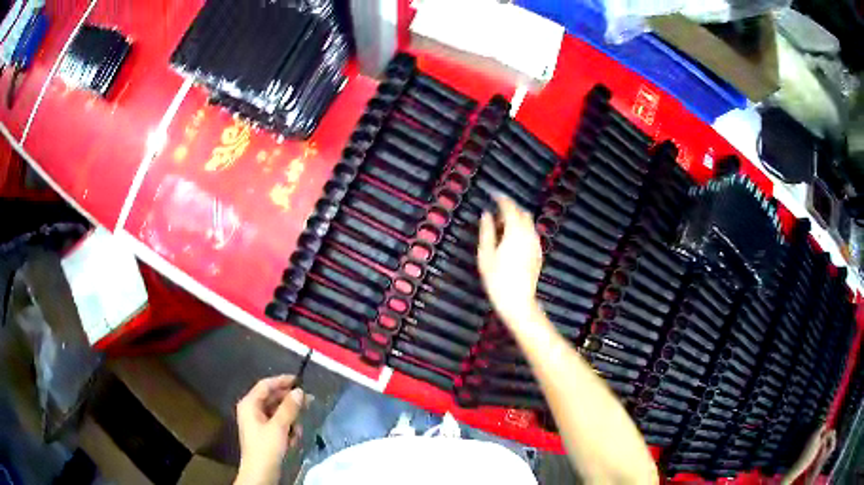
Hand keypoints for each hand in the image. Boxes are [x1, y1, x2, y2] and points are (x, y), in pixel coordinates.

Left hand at [235, 375, 308, 484]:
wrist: (260, 473)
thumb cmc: (266, 447)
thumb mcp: (279, 426)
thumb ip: (289, 407)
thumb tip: (299, 391)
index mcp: (249, 404)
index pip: (265, 385)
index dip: (282, 381)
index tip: (300, 380)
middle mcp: (252, 410)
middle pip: (273, 399)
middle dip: (290, 404)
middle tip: (309, 402)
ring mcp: (258, 422)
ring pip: (278, 413)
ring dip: (290, 420)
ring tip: (297, 432)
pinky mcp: (265, 434)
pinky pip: (278, 424)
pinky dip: (287, 430)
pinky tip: (292, 440)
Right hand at [477, 195, 543, 330]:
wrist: (517, 301)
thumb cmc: (497, 279)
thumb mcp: (485, 254)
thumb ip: (486, 231)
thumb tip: (486, 214)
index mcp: (515, 231)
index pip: (510, 207)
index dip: (501, 199)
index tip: (493, 194)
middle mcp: (529, 234)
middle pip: (522, 213)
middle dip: (510, 209)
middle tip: (495, 215)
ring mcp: (536, 244)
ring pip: (528, 223)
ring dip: (516, 220)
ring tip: (502, 229)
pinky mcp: (538, 253)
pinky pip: (531, 234)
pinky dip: (522, 230)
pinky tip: (512, 241)